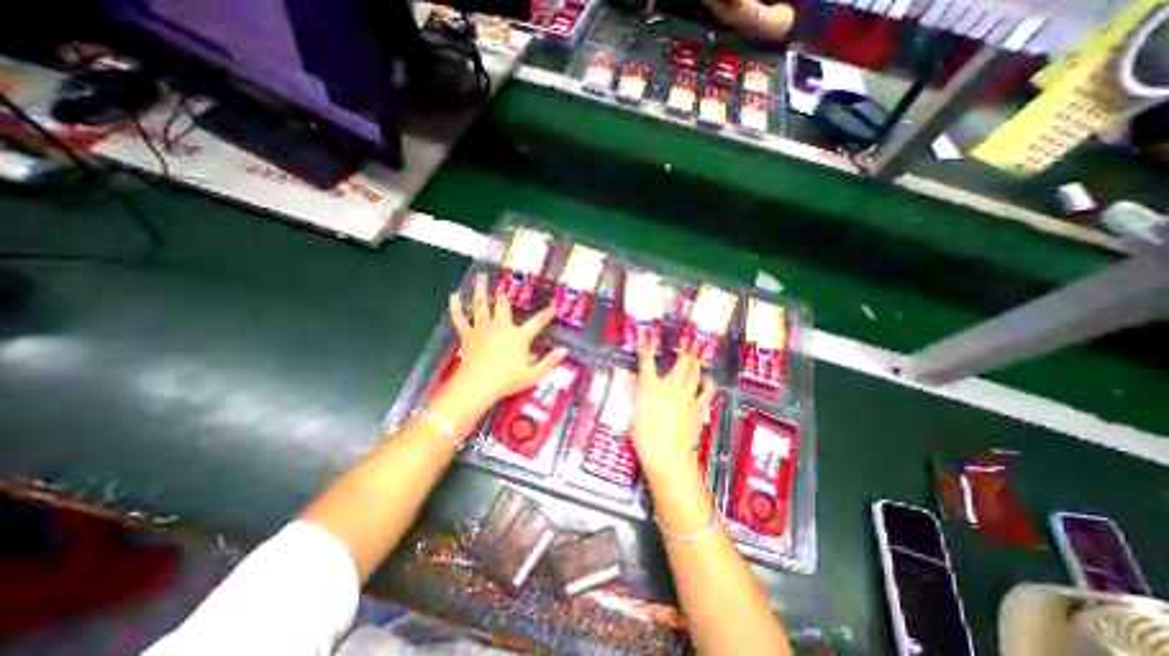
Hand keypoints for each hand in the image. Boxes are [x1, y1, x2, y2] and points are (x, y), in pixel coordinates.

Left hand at [435, 272, 569, 430]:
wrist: (478, 387)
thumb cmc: (507, 381)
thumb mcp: (534, 374)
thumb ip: (550, 361)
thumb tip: (565, 350)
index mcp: (519, 337)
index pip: (537, 323)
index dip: (546, 315)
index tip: (553, 306)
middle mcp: (501, 328)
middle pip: (504, 307)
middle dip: (505, 297)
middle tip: (503, 287)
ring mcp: (483, 330)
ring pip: (482, 306)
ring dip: (482, 291)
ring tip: (481, 277)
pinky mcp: (469, 337)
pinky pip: (461, 320)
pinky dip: (456, 308)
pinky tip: (454, 297)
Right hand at [637, 350, 718, 488]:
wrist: (667, 454)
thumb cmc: (645, 436)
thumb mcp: (636, 413)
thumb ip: (641, 397)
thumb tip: (644, 389)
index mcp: (650, 387)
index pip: (646, 363)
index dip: (645, 353)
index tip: (643, 349)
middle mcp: (670, 386)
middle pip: (681, 363)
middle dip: (683, 354)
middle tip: (683, 351)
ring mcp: (687, 396)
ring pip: (696, 373)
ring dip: (696, 365)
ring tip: (695, 361)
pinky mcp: (698, 408)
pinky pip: (707, 391)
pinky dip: (708, 384)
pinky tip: (707, 382)